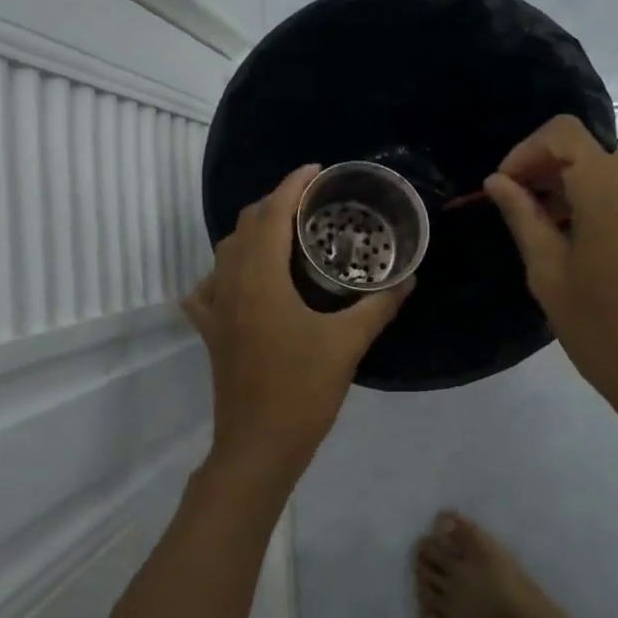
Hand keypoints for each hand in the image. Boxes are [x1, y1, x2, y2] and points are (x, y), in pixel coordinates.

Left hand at [184, 163, 411, 499]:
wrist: (258, 447)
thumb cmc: (302, 391)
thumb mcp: (348, 344)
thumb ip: (378, 306)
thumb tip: (408, 278)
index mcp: (260, 279)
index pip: (271, 214)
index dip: (292, 185)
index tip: (317, 171)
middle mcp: (230, 284)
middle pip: (245, 226)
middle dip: (275, 204)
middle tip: (311, 204)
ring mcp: (214, 309)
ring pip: (226, 252)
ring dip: (252, 233)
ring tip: (286, 235)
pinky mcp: (210, 332)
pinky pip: (209, 288)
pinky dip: (227, 272)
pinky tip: (246, 282)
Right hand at [483, 115, 617, 417]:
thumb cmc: (602, 329)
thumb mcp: (548, 273)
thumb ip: (523, 216)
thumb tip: (498, 182)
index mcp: (609, 188)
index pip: (563, 133)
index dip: (527, 151)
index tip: (507, 187)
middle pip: (591, 153)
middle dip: (552, 173)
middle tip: (527, 214)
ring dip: (583, 190)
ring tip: (562, 237)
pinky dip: (614, 206)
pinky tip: (601, 252)